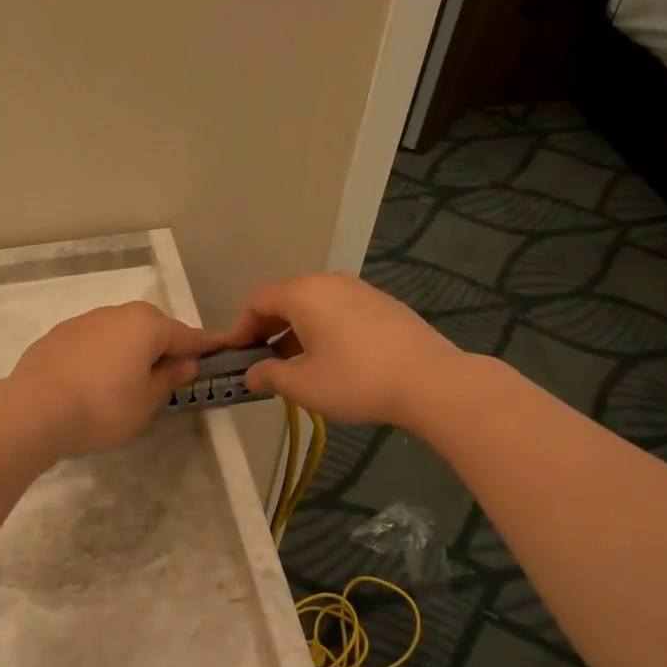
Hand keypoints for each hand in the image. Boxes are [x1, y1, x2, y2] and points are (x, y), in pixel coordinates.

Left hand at [5, 302, 221, 456]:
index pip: (186, 335)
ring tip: (130, 378)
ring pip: (120, 331)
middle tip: (171, 372)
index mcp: (146, 325)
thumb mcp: (145, 402)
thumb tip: (184, 363)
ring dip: (131, 348)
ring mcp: (84, 321)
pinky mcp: (58, 335)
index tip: (220, 349)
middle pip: (151, 327)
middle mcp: (117, 313)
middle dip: (164, 345)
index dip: (204, 346)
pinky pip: (94, 341)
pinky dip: (104, 354)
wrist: (33, 411)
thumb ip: (168, 379)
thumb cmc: (102, 409)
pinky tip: (96, 378)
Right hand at [224, 273, 460, 427]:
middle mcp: (330, 282)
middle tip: (260, 361)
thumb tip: (251, 375)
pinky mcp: (383, 305)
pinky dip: (322, 329)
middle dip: (267, 329)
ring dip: (295, 331)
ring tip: (293, 364)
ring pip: (314, 305)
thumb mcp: (304, 385)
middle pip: (286, 299)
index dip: (241, 328)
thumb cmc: (356, 380)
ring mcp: (360, 290)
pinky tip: (329, 359)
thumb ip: (270, 376)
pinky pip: (339, 311)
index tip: (235, 356)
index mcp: (304, 294)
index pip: (258, 301)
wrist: (431, 381)